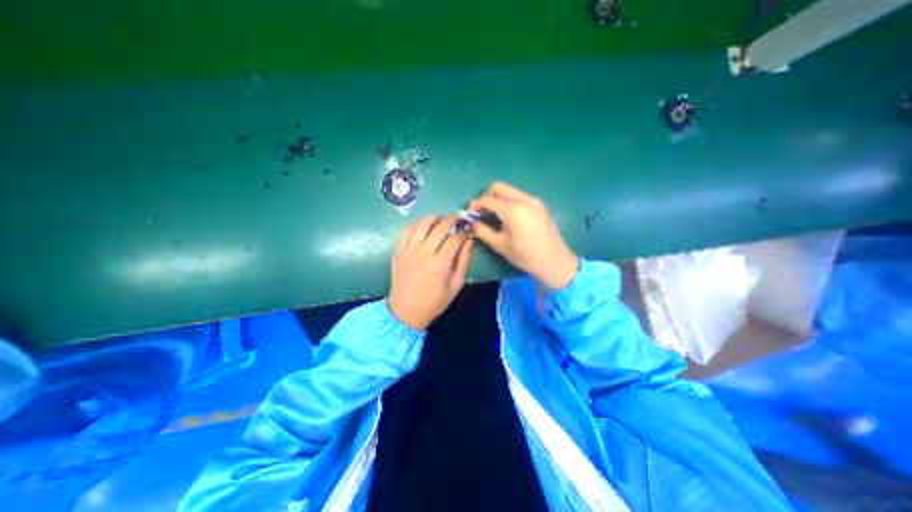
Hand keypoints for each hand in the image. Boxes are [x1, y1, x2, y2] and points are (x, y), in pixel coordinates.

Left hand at [386, 214, 472, 330]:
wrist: (405, 312)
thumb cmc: (434, 302)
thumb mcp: (456, 285)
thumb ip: (464, 261)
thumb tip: (469, 241)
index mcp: (440, 264)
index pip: (455, 238)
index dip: (464, 230)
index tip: (468, 228)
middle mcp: (423, 253)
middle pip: (440, 227)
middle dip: (452, 219)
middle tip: (458, 218)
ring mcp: (408, 250)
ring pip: (422, 224)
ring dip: (434, 218)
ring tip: (441, 220)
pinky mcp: (398, 251)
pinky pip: (406, 230)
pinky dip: (416, 224)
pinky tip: (423, 226)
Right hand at [471, 182, 574, 290]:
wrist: (554, 261)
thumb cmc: (525, 256)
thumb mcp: (500, 245)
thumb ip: (483, 231)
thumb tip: (472, 222)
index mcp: (513, 210)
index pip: (488, 200)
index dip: (475, 205)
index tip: (469, 214)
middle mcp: (524, 199)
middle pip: (498, 187)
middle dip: (486, 196)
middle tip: (481, 211)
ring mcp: (533, 200)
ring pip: (509, 190)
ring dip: (497, 198)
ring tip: (492, 214)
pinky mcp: (538, 204)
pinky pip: (518, 196)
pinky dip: (508, 201)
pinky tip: (506, 216)